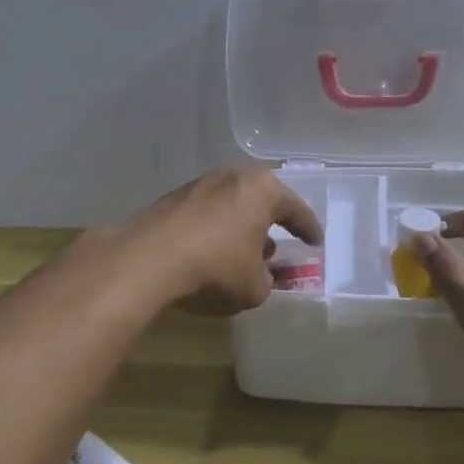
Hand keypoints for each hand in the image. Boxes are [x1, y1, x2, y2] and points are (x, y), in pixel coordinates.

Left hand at [120, 163, 321, 315]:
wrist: (149, 260)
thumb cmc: (216, 268)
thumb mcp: (255, 287)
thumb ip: (267, 279)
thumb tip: (261, 274)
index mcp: (262, 189)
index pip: (296, 210)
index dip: (308, 229)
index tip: (315, 242)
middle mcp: (232, 176)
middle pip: (261, 200)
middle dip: (270, 222)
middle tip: (279, 242)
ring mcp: (199, 184)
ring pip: (231, 204)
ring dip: (240, 226)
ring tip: (243, 251)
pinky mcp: (172, 198)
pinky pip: (206, 213)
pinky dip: (214, 229)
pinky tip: (211, 251)